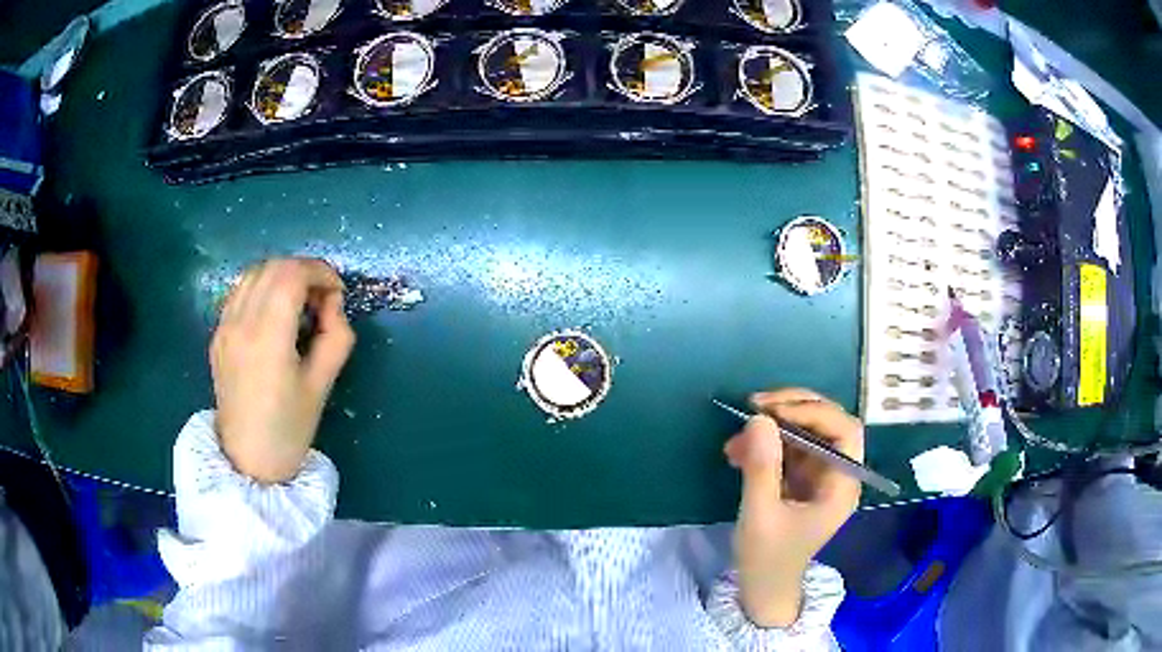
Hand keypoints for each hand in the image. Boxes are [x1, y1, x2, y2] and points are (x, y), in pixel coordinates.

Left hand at [211, 258, 354, 482]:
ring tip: (299, 303)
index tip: (337, 294)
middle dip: (304, 272)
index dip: (321, 272)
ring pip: (254, 273)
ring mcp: (224, 326)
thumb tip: (332, 305)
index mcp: (267, 337)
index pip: (292, 275)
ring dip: (282, 276)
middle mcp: (240, 322)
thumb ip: (336, 337)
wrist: (247, 460)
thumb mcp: (323, 386)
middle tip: (322, 299)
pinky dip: (262, 288)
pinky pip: (240, 292)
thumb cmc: (288, 429)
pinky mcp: (218, 334)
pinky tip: (274, 313)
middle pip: (273, 267)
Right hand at [724, 388, 863, 626]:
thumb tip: (758, 418)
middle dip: (793, 409)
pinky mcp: (801, 477)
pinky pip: (788, 447)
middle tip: (755, 405)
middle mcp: (838, 473)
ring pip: (805, 431)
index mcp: (842, 485)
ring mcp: (820, 474)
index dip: (814, 412)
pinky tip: (737, 452)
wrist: (763, 587)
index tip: (774, 411)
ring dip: (772, 427)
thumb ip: (762, 467)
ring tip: (736, 437)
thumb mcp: (760, 515)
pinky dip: (764, 444)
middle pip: (828, 423)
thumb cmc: (767, 558)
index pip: (844, 431)